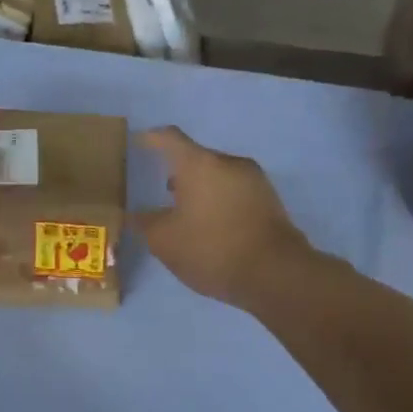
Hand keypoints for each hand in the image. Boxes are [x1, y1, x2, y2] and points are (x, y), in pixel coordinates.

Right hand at [135, 126, 314, 309]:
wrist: (275, 273)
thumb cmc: (211, 249)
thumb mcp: (165, 242)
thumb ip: (146, 224)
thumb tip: (137, 215)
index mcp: (199, 164)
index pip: (169, 138)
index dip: (152, 139)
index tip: (140, 142)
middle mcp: (229, 162)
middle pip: (197, 158)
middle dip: (179, 173)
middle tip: (163, 193)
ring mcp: (254, 179)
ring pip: (218, 175)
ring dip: (201, 189)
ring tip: (188, 214)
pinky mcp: (271, 199)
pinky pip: (236, 191)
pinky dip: (220, 201)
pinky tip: (213, 226)